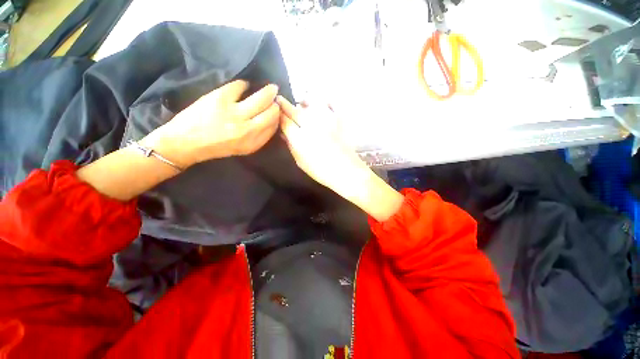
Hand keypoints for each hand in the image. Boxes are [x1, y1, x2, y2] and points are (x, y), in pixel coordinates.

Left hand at [142, 80, 279, 167]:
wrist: (185, 142)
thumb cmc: (216, 147)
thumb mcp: (243, 148)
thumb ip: (259, 137)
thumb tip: (272, 120)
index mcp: (253, 143)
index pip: (274, 126)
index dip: (278, 116)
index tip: (278, 111)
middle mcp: (247, 129)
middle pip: (271, 111)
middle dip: (276, 103)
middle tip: (276, 97)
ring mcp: (234, 113)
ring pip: (261, 98)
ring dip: (268, 91)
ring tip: (270, 89)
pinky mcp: (220, 98)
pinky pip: (240, 86)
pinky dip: (244, 84)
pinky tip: (244, 86)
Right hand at [277, 96, 403, 220]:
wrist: (347, 170)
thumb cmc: (321, 171)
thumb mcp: (301, 161)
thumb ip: (291, 145)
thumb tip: (284, 133)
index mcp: (300, 138)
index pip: (284, 121)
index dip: (277, 114)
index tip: (274, 110)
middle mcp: (311, 125)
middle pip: (295, 110)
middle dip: (285, 105)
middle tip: (280, 101)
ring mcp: (326, 120)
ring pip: (310, 103)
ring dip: (302, 103)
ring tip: (300, 104)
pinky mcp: (338, 119)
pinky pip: (328, 104)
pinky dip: (321, 102)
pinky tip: (319, 105)